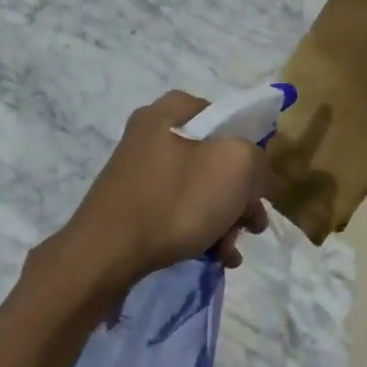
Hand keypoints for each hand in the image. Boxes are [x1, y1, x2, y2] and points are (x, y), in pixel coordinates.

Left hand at [60, 91, 269, 287]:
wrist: (105, 256)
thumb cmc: (175, 201)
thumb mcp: (236, 166)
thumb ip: (258, 159)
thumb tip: (254, 173)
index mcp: (172, 110)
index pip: (229, 117)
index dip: (252, 148)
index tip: (261, 184)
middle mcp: (152, 133)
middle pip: (217, 157)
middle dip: (241, 195)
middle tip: (252, 224)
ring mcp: (140, 170)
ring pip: (201, 188)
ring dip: (225, 218)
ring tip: (232, 250)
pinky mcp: (133, 204)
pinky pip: (179, 209)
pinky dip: (201, 229)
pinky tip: (215, 256)